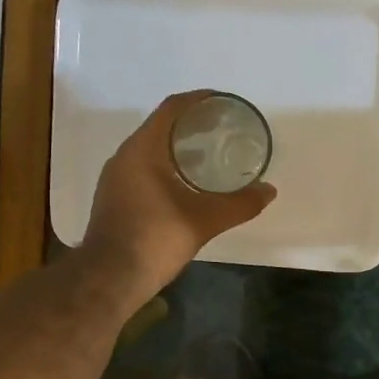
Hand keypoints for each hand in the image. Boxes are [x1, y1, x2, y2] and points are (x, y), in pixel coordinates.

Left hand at [81, 92, 276, 300]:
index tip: (223, 103)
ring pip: (151, 149)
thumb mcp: (204, 220)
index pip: (172, 109)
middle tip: (223, 128)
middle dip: (192, 124)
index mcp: (143, 149)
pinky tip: (187, 183)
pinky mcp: (114, 197)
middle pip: (161, 126)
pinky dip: (167, 165)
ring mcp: (116, 177)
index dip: (199, 100)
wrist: (109, 278)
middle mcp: (125, 156)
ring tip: (210, 153)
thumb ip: (239, 204)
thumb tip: (269, 191)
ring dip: (179, 146)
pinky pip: (144, 168)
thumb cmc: (155, 239)